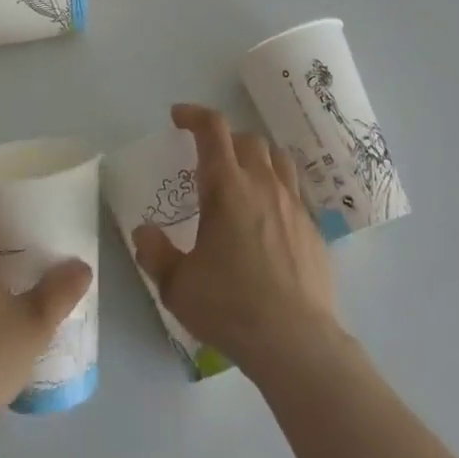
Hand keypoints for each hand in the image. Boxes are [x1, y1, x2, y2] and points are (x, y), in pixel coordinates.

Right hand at [132, 104, 339, 378]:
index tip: (178, 116)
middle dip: (224, 138)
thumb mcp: (178, 285)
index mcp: (227, 187)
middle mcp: (262, 184)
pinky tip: (268, 219)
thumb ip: (156, 253)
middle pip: (247, 139)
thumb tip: (144, 232)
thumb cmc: (231, 307)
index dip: (194, 115)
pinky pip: (294, 192)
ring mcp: (293, 205)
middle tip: (207, 157)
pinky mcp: (314, 230)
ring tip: (242, 177)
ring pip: (277, 159)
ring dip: (256, 157)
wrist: (296, 342)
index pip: (212, 129)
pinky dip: (277, 190)